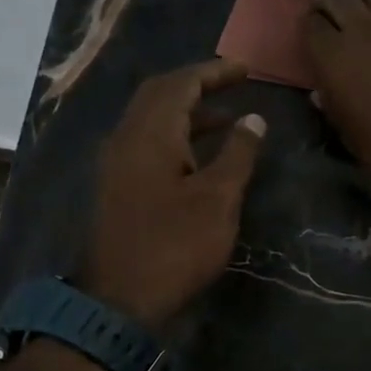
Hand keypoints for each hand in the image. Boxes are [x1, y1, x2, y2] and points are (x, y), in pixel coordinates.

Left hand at [80, 58, 265, 329]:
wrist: (119, 300)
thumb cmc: (175, 246)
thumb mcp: (218, 199)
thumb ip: (237, 154)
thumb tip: (253, 119)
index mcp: (149, 133)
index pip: (181, 83)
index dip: (214, 72)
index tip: (246, 70)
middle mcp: (126, 138)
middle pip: (159, 94)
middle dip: (197, 85)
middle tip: (233, 85)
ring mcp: (116, 164)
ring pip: (151, 120)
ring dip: (187, 113)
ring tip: (228, 120)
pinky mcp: (117, 187)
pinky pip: (147, 144)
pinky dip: (176, 137)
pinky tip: (200, 157)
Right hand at [301, 0, 370, 193]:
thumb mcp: (343, 128)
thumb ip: (329, 102)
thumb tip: (321, 90)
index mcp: (331, 55)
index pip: (311, 22)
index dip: (310, 26)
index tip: (313, 35)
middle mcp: (358, 30)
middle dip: (329, 2)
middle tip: (330, 16)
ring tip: (361, 13)